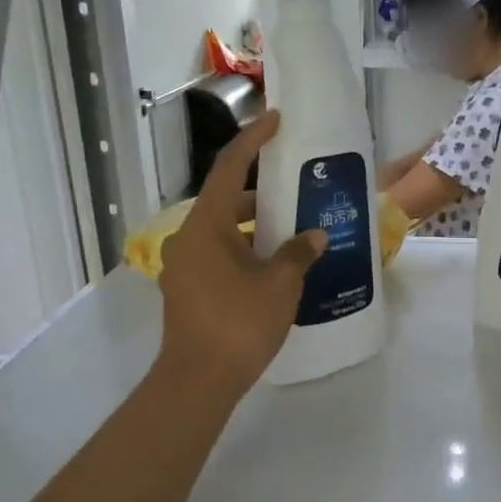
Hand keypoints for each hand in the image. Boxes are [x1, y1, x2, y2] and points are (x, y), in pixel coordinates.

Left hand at [157, 112, 324, 396]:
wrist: (198, 381)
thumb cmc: (238, 323)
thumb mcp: (280, 284)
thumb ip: (299, 252)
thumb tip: (315, 235)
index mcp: (205, 225)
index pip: (228, 167)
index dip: (253, 140)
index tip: (276, 120)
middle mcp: (188, 238)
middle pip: (225, 200)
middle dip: (261, 192)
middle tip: (297, 187)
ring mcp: (185, 266)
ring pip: (223, 231)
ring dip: (255, 226)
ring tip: (294, 227)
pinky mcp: (189, 289)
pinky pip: (220, 255)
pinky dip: (246, 250)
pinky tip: (276, 264)